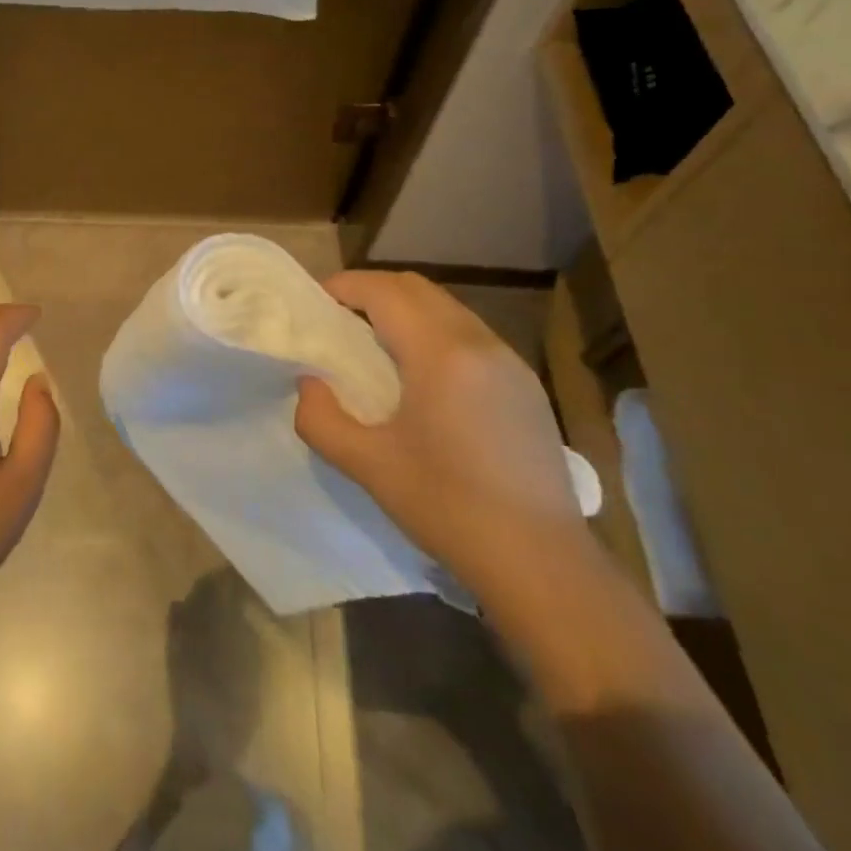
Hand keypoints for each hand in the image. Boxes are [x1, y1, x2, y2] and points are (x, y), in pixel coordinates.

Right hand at [294, 272, 591, 603]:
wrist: (541, 563)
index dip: (345, 287)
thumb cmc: (448, 508)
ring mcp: (510, 362)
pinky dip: (435, 332)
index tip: (316, 303)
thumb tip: (309, 384)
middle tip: (340, 318)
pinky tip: (423, 374)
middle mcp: (479, 343)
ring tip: (376, 343)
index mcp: (441, 354)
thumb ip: (320, 419)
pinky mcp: (526, 386)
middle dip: (373, 291)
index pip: (385, 292)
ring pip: (447, 308)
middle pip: (417, 289)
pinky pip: (471, 335)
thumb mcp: (368, 466)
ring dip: (406, 310)